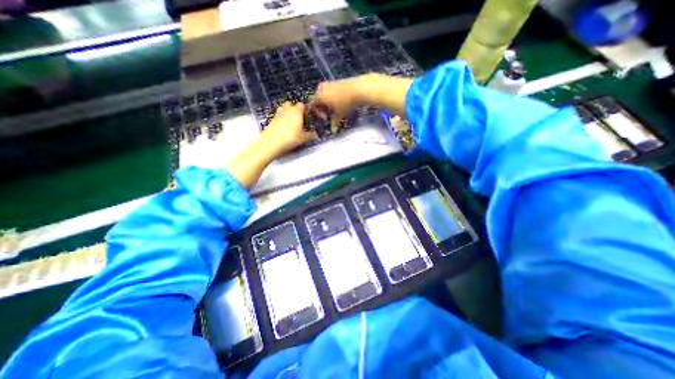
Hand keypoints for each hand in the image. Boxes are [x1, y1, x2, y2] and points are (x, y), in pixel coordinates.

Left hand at [263, 100, 318, 156]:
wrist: (271, 142)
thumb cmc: (290, 138)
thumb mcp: (303, 138)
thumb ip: (310, 135)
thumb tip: (316, 135)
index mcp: (296, 111)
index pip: (302, 105)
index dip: (305, 111)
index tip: (307, 119)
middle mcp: (287, 109)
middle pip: (291, 104)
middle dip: (294, 110)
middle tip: (298, 120)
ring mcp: (278, 113)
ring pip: (283, 109)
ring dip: (287, 113)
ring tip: (291, 123)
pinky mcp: (271, 119)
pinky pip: (278, 115)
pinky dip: (281, 119)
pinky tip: (283, 128)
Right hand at [313, 76, 367, 131]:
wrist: (358, 89)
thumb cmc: (346, 103)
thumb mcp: (339, 114)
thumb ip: (334, 123)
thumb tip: (333, 131)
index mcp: (319, 96)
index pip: (312, 105)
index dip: (318, 113)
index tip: (326, 118)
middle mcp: (321, 88)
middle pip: (317, 99)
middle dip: (322, 108)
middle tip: (330, 114)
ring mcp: (328, 83)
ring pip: (323, 94)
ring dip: (327, 102)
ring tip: (335, 108)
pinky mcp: (336, 81)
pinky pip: (329, 90)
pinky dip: (331, 97)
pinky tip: (340, 101)